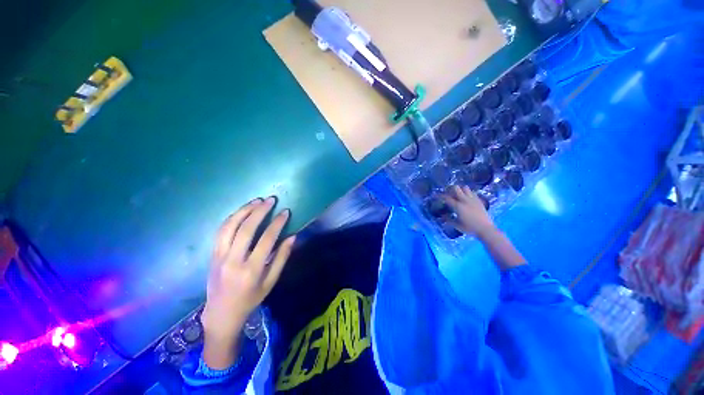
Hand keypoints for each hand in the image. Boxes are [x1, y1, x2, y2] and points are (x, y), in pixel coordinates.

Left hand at [201, 197, 294, 367]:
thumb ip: (282, 258)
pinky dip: (232, 218)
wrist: (221, 313)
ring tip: (257, 201)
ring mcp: (219, 256)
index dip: (277, 223)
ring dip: (244, 210)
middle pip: (246, 229)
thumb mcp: (271, 282)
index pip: (267, 239)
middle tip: (271, 200)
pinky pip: (220, 231)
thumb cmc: (250, 299)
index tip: (285, 212)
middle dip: (260, 211)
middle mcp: (233, 261)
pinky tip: (242, 211)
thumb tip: (293, 237)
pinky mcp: (212, 255)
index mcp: (251, 270)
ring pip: (230, 227)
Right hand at [443, 186, 496, 237]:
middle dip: (450, 189)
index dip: (440, 196)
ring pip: (465, 188)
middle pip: (456, 188)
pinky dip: (468, 193)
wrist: (486, 229)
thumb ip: (448, 219)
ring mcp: (473, 199)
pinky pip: (472, 192)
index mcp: (458, 206)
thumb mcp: (457, 225)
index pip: (446, 198)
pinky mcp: (479, 200)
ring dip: (460, 190)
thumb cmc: (470, 228)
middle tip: (447, 193)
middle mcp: (465, 200)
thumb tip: (442, 216)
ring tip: (458, 195)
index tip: (436, 195)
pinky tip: (467, 198)